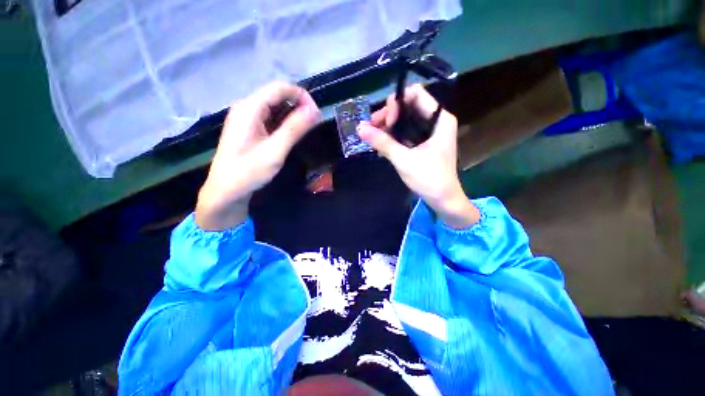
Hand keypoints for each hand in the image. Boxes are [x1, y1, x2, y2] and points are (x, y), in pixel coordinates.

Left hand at [196, 82, 320, 230]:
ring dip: (293, 114)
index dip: (302, 96)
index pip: (280, 88)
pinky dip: (284, 122)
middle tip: (314, 124)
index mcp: (250, 108)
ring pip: (274, 107)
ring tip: (306, 130)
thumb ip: (295, 128)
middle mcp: (246, 107)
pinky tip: (291, 134)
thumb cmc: (249, 171)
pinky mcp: (248, 128)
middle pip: (277, 95)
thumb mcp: (275, 150)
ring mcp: (246, 118)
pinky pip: (270, 118)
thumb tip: (315, 111)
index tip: (317, 114)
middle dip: (299, 105)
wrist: (226, 191)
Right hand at [357, 84, 478, 228]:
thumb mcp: (403, 159)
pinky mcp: (424, 143)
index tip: (386, 122)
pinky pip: (407, 132)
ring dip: (388, 127)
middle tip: (372, 129)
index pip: (415, 94)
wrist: (443, 199)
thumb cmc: (428, 178)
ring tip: (373, 138)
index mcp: (439, 119)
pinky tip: (381, 145)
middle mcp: (436, 121)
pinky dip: (394, 136)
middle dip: (388, 115)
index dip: (397, 103)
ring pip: (406, 120)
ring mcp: (430, 132)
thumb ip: (382, 142)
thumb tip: (359, 128)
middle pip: (408, 106)